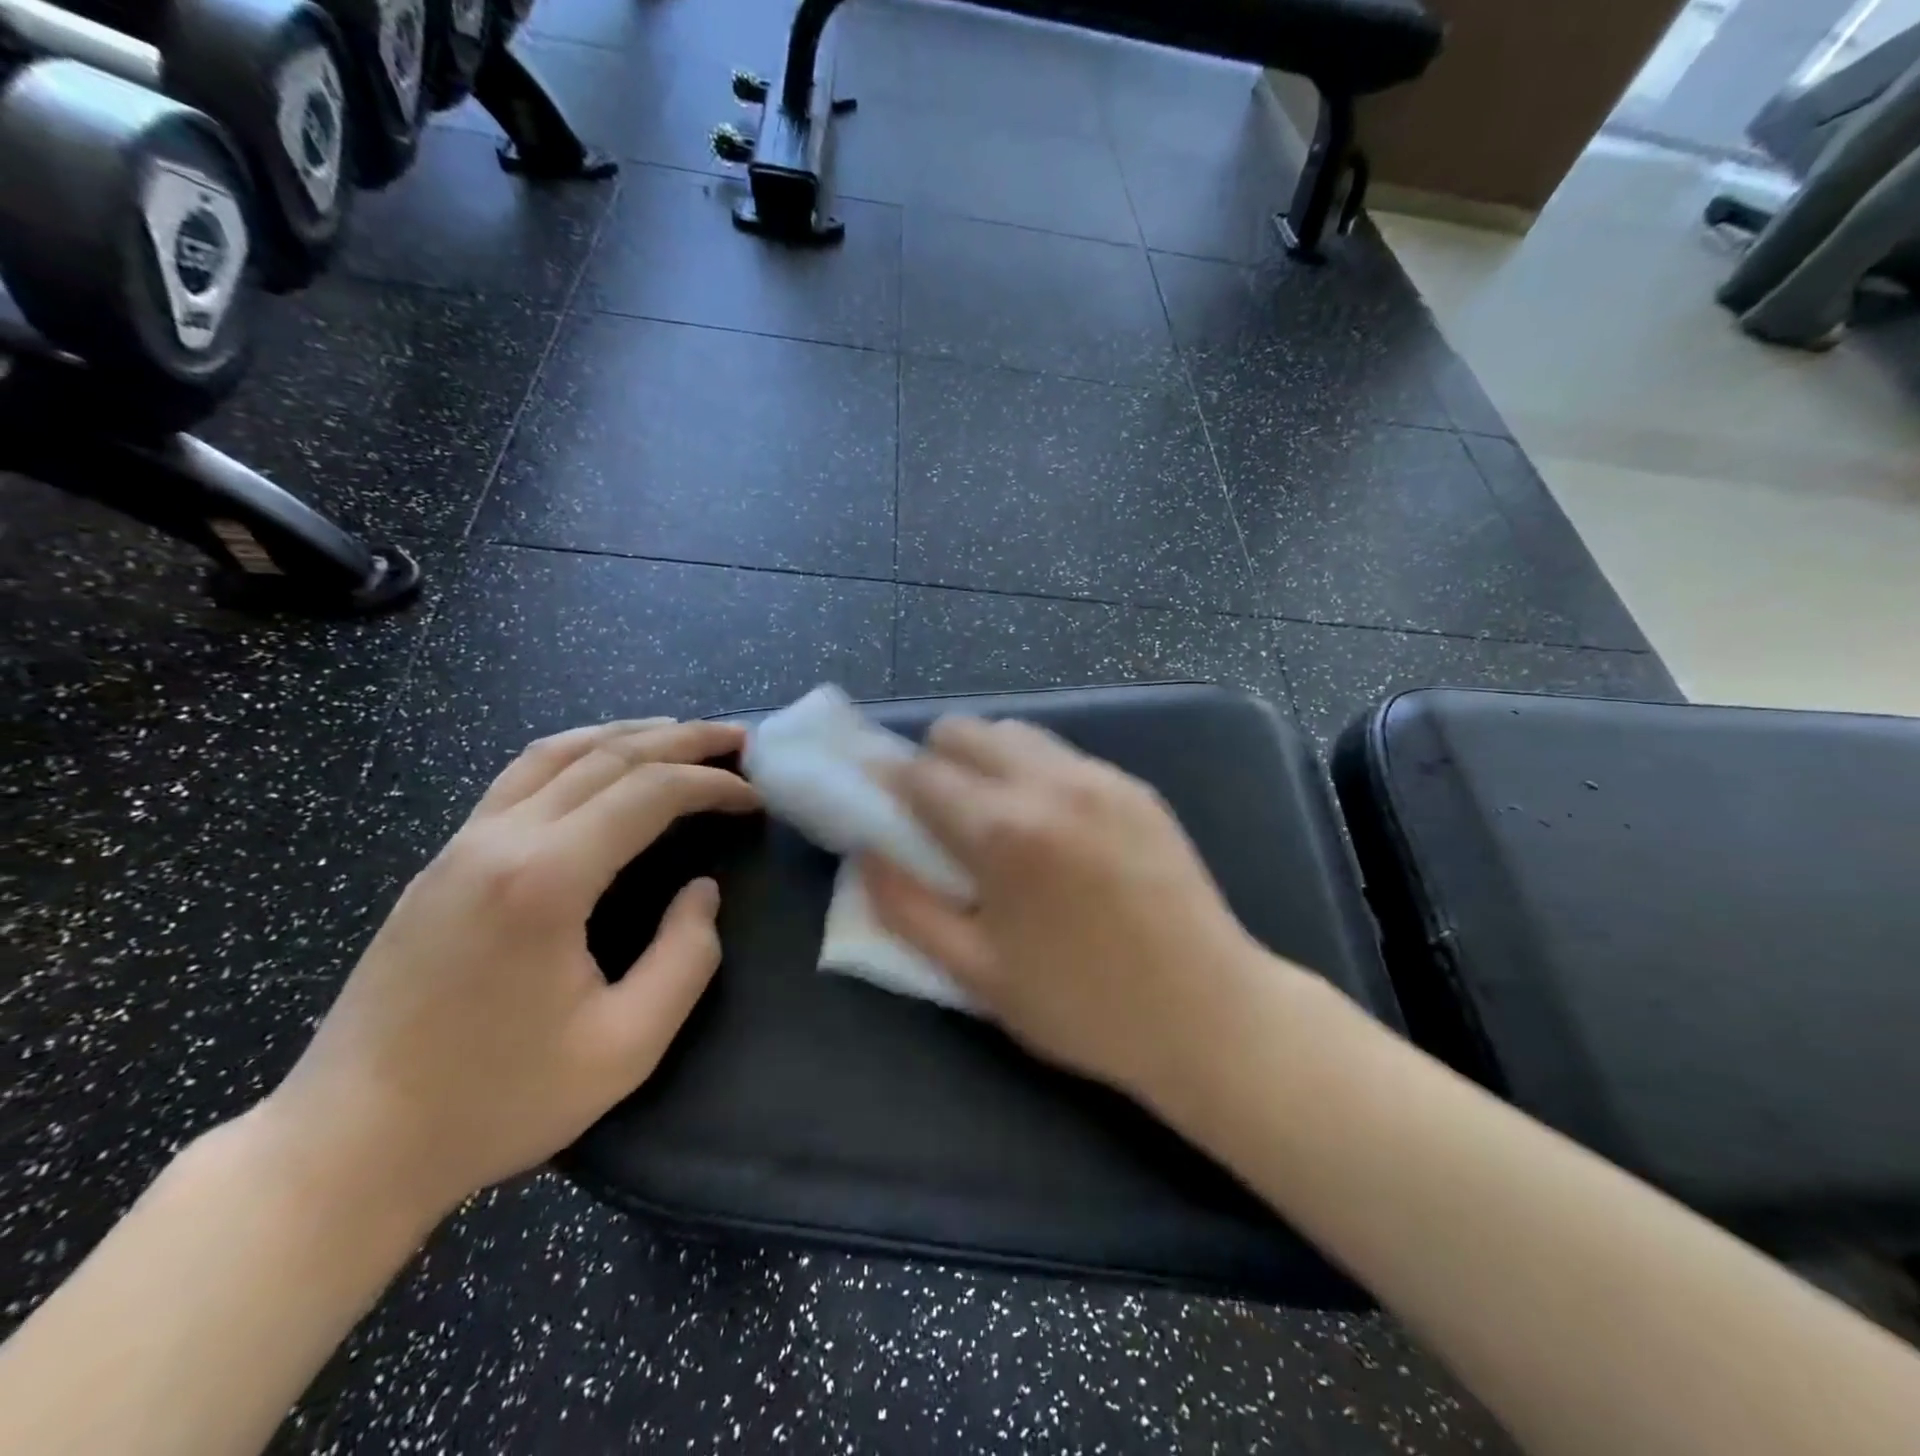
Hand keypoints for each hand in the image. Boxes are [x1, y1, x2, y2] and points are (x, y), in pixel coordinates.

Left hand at [266, 719, 760, 1221]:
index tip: (756, 797)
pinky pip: (519, 777)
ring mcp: (462, 845)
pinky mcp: (442, 862)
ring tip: (680, 733)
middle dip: (682, 739)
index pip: (648, 793)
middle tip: (738, 739)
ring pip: (556, 752)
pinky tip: (601, 764)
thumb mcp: (625, 1047)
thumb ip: (685, 958)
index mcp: (546, 880)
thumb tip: (702, 891)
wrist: (348, 1145)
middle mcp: (501, 840)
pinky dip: (577, 752)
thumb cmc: (496, 1101)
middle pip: (607, 756)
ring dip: (628, 733)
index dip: (712, 784)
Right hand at [862, 717, 1267, 1096]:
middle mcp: (1050, 783)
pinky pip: (1062, 755)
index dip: (886, 783)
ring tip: (996, 820)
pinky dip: (1034, 772)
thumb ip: (906, 907)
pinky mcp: (1135, 787)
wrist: (1209, 1013)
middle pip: (964, 730)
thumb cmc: (1083, 1007)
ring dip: (986, 761)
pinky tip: (1051, 829)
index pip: (919, 772)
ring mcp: (1100, 777)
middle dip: (934, 763)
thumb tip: (868, 855)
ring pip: (1015, 732)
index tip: (877, 804)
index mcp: (1003, 830)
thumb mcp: (976, 974)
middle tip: (937, 818)